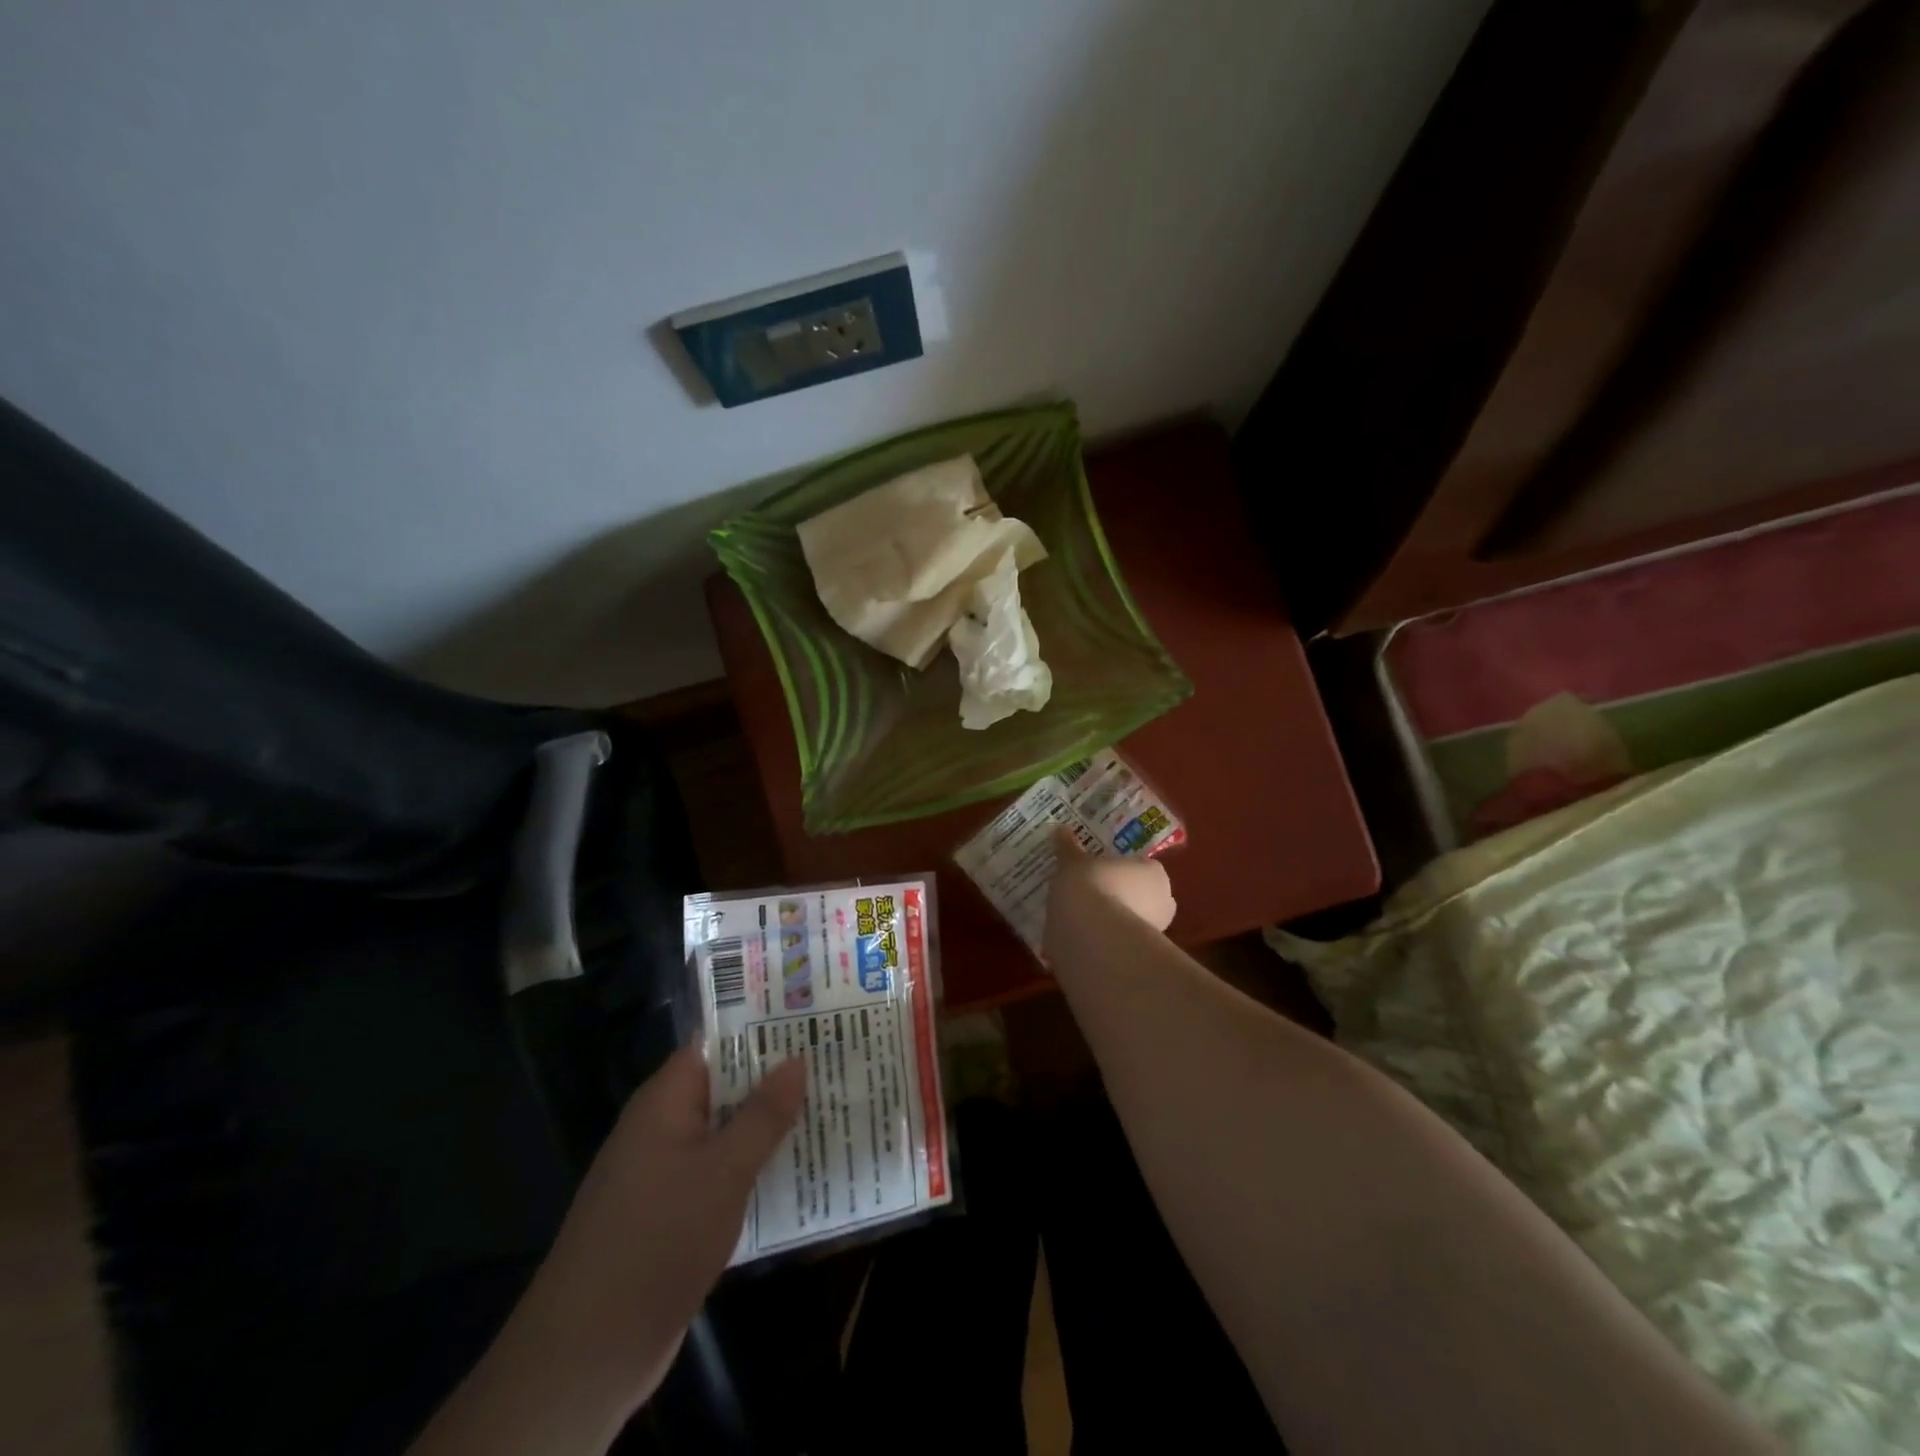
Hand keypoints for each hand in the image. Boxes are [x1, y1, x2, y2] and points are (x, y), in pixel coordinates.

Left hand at [414, 1047, 805, 1453]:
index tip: (809, 1020)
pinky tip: (795, 1171)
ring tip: (829, 1109)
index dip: (760, 1029)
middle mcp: (660, 1127)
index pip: (715, 1044)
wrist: (587, 1353)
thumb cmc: (658, 1240)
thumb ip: (763, 1114)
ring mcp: (663, 1173)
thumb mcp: (723, 1172)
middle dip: (774, 1079)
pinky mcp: (669, 1215)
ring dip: (767, 1127)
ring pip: (724, 1133)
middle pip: (724, 1087)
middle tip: (834, 1063)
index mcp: (664, 1101)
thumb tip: (797, 1057)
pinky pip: (717, 1174)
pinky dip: (751, 1168)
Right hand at [1047, 826, 1176, 933]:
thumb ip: (1068, 847)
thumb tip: (1059, 829)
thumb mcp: (1072, 861)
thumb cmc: (1089, 884)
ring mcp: (1153, 933)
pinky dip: (1104, 942)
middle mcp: (1163, 902)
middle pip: (1141, 897)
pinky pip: (1119, 944)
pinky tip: (1081, 939)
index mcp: (1154, 873)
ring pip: (1131, 922)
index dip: (1122, 871)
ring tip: (1082, 919)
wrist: (1090, 933)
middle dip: (1121, 897)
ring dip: (1113, 922)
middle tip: (1091, 894)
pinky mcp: (1138, 957)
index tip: (1099, 872)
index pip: (1143, 868)